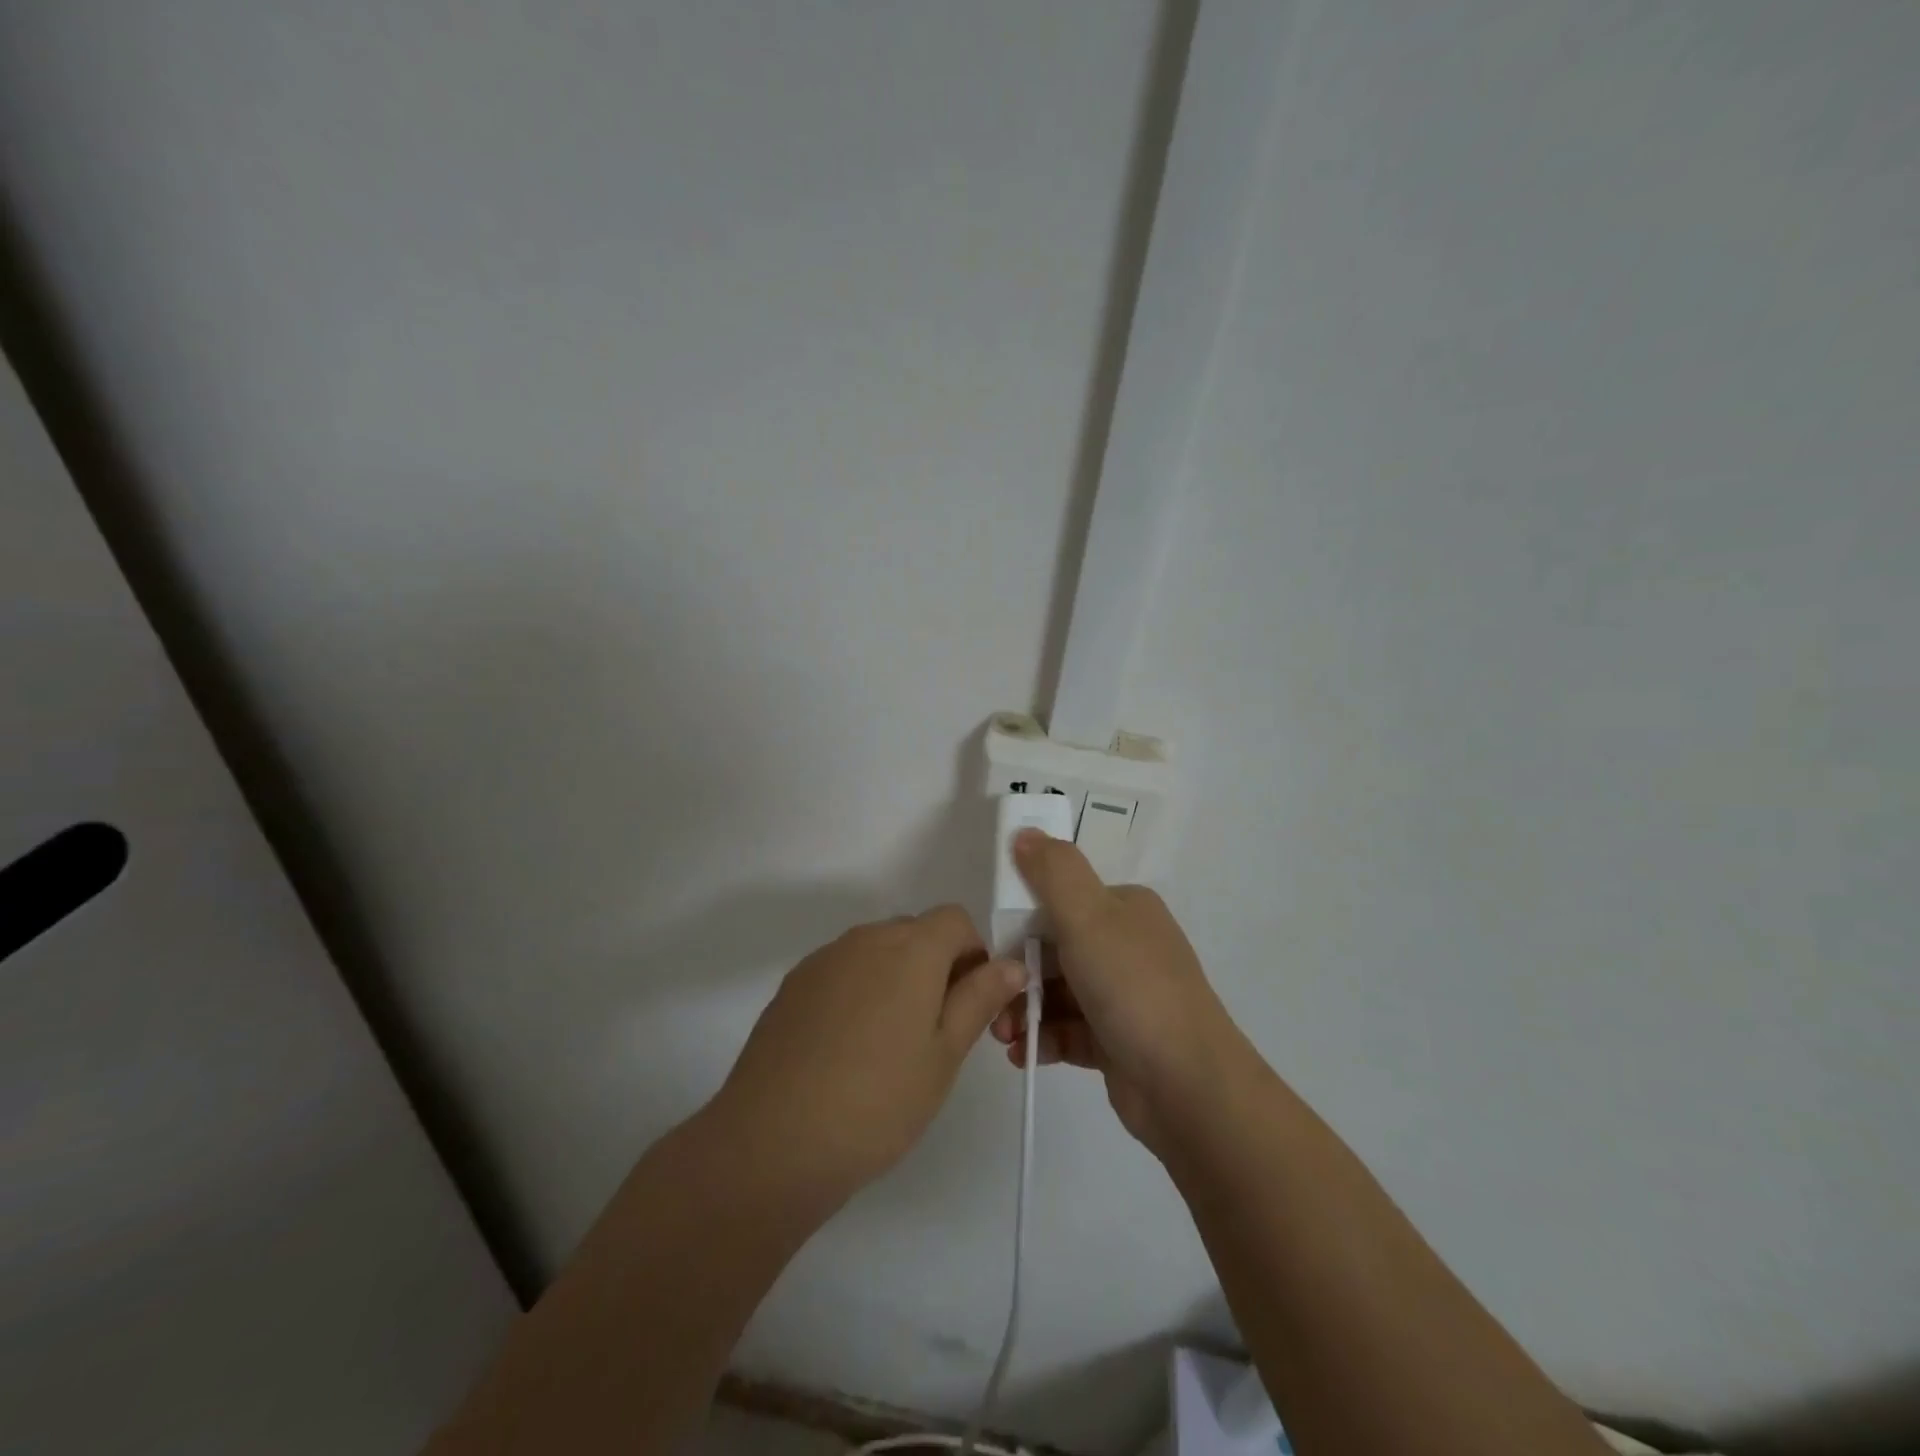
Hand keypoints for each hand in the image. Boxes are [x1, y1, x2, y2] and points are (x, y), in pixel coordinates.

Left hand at [711, 905, 1025, 1205]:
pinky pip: (842, 970)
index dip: (973, 954)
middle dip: (936, 966)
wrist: (773, 1140)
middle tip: (936, 1032)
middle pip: (915, 932)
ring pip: (877, 951)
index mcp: (911, 948)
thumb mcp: (944, 1055)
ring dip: (896, 978)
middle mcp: (866, 938)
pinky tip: (847, 1049)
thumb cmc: (878, 1101)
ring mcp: (824, 959)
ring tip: (888, 1046)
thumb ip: (979, 998)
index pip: (956, 919)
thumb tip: (1012, 964)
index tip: (971, 1004)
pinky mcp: (793, 984)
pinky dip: (859, 991)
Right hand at [991, 830, 1249, 1155]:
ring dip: (1025, 1011)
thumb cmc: (1133, 988)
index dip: (1021, 922)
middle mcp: (1126, 946)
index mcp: (1124, 909)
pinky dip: (1044, 1039)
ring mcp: (1124, 995)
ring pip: (1059, 993)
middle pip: (1054, 949)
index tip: (994, 950)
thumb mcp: (1088, 917)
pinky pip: (1069, 1031)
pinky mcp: (1118, 1041)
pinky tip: (1024, 1055)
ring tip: (1005, 1038)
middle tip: (992, 1002)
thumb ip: (1053, 872)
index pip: (1060, 901)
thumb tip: (1024, 831)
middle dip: (1019, 975)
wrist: (1189, 1086)